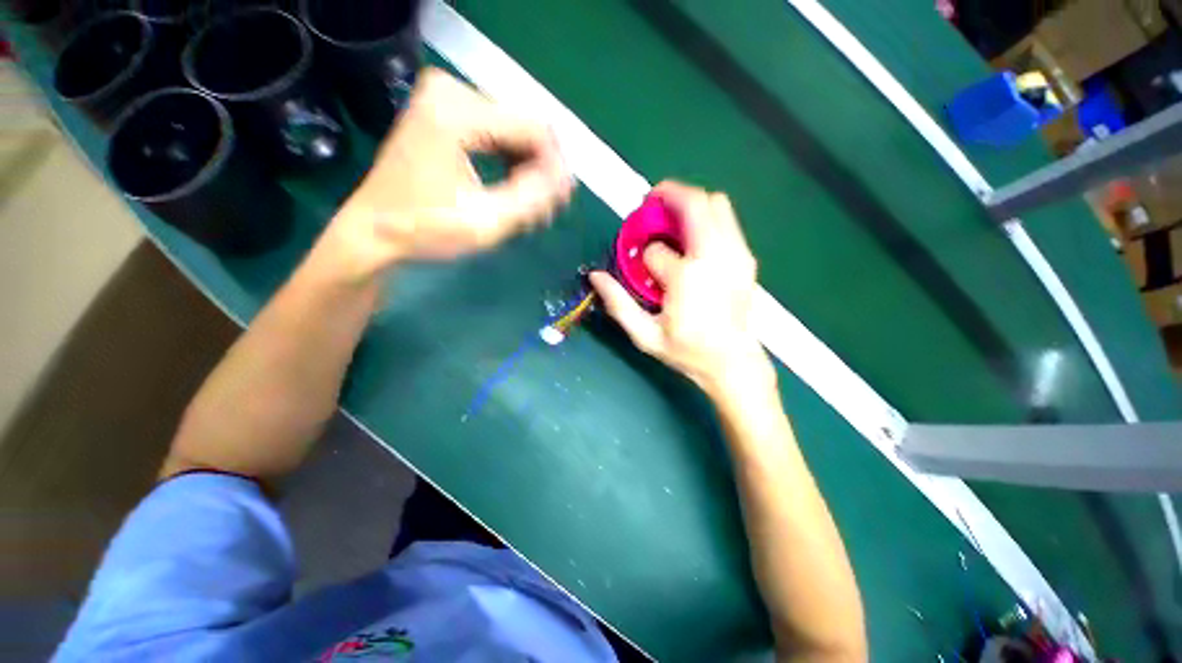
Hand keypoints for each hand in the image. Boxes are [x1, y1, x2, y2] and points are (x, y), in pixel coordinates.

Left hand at [327, 68, 573, 274]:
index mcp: (457, 111)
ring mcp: (445, 98)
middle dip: (541, 171)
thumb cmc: (425, 229)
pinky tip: (514, 192)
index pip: (533, 128)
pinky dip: (510, 164)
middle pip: (524, 127)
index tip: (562, 202)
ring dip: (528, 170)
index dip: (555, 166)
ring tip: (531, 209)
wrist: (373, 231)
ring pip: (513, 132)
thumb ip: (533, 198)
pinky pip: (496, 134)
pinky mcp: (444, 113)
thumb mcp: (486, 221)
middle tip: (545, 212)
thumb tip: (568, 179)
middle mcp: (451, 90)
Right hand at [590, 181, 772, 396]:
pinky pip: (728, 220)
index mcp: (687, 277)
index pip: (656, 250)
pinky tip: (693, 238)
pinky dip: (707, 216)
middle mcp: (715, 256)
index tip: (643, 267)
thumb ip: (618, 304)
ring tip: (672, 220)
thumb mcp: (646, 336)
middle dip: (668, 194)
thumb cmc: (688, 352)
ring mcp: (736, 254)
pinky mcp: (746, 257)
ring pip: (716, 203)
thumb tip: (595, 276)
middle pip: (694, 203)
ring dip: (690, 203)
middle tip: (650, 205)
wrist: (733, 362)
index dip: (644, 256)